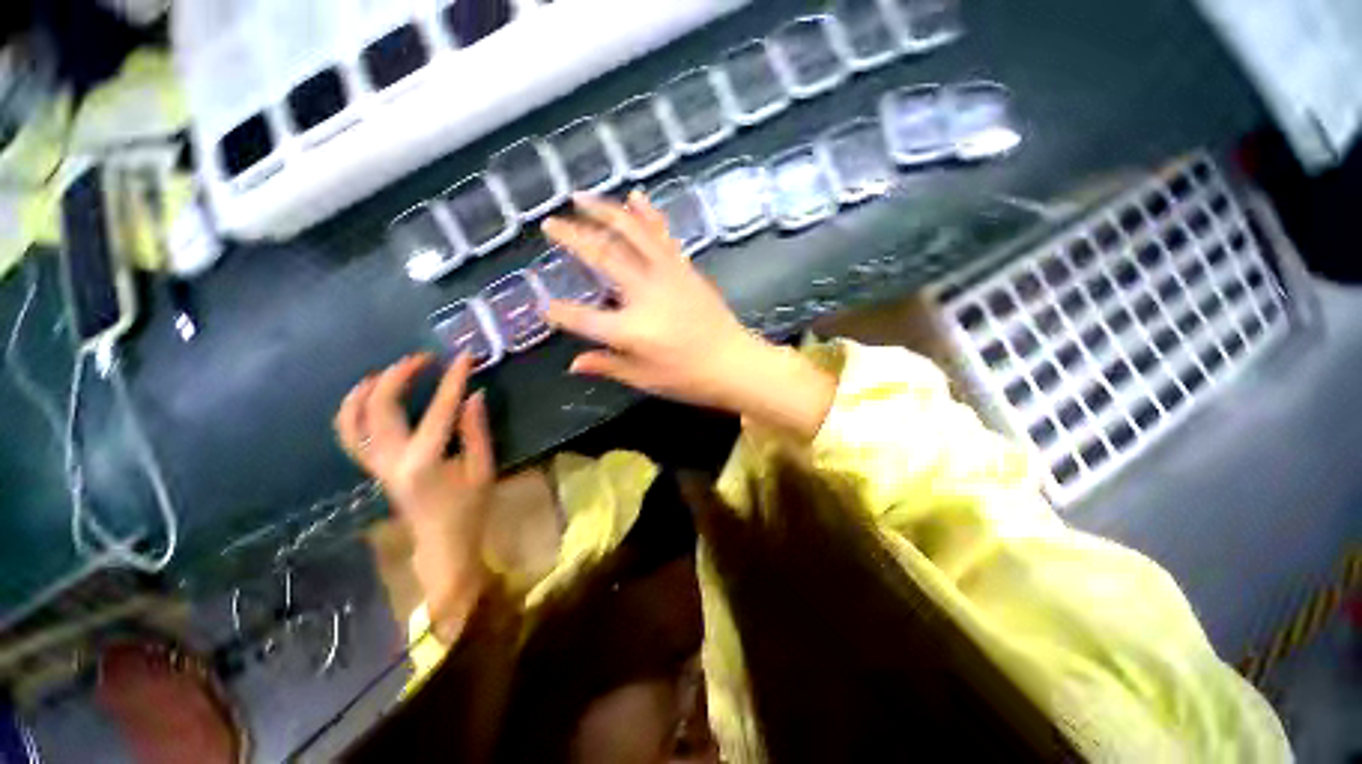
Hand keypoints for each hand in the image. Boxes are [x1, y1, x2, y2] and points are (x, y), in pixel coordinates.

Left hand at [335, 353, 493, 639]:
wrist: (442, 543)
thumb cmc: (469, 508)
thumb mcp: (483, 468)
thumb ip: (476, 430)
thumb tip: (473, 395)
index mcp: (425, 461)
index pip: (439, 409)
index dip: (453, 380)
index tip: (464, 357)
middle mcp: (391, 460)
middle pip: (380, 407)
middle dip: (399, 376)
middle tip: (423, 359)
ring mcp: (376, 465)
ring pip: (352, 421)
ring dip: (366, 390)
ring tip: (385, 372)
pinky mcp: (373, 469)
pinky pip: (349, 436)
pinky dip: (352, 411)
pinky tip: (368, 398)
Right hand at [543, 192, 836, 439]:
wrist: (734, 363)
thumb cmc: (688, 378)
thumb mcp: (644, 380)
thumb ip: (607, 366)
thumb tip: (573, 364)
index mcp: (630, 330)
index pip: (581, 318)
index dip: (558, 312)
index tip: (544, 306)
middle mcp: (644, 294)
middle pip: (602, 258)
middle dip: (572, 238)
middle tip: (549, 223)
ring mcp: (667, 276)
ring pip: (632, 234)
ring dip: (605, 211)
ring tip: (581, 196)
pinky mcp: (684, 269)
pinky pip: (662, 236)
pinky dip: (648, 214)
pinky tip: (635, 196)